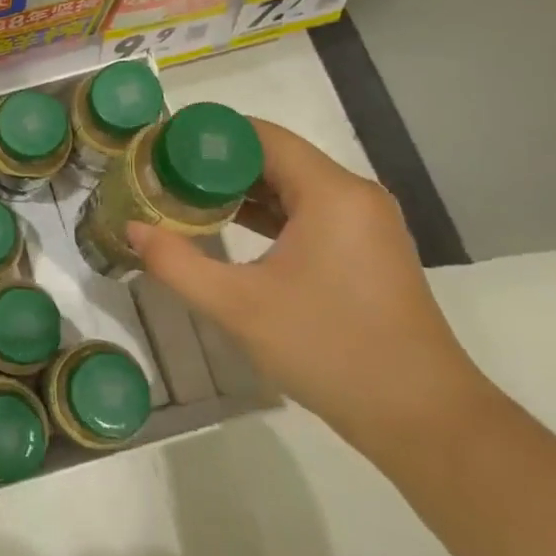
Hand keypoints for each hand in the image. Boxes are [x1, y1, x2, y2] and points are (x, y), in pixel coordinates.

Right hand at [128, 119, 483, 449]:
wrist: (424, 419)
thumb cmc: (330, 350)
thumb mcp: (238, 307)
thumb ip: (176, 263)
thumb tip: (131, 229)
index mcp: (330, 192)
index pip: (260, 135)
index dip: (208, 136)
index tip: (161, 148)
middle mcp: (353, 194)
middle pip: (275, 156)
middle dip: (217, 163)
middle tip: (164, 174)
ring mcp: (365, 223)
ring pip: (292, 184)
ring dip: (241, 188)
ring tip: (185, 196)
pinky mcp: (367, 249)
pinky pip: (309, 210)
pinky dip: (268, 212)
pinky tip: (230, 226)